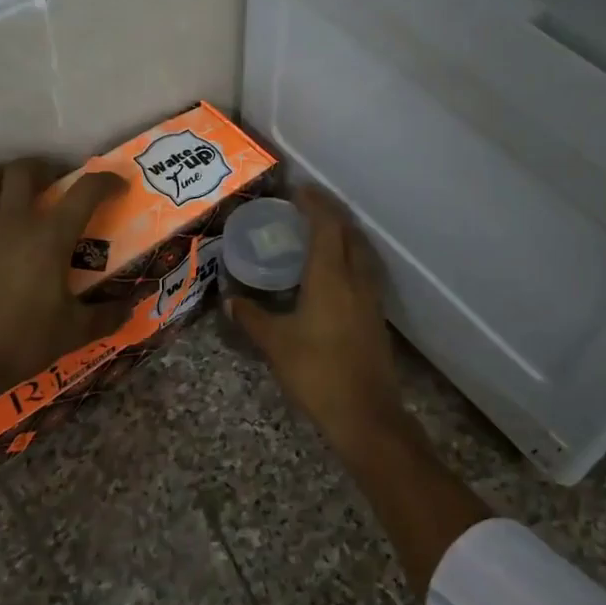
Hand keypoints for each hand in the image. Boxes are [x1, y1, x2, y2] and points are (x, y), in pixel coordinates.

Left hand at [0, 158, 129, 411]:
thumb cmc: (21, 343)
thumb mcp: (75, 332)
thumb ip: (108, 316)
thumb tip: (133, 307)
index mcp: (50, 237)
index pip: (86, 191)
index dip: (106, 181)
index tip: (116, 186)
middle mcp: (12, 221)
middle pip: (24, 170)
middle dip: (43, 168)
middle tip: (52, 184)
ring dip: (0, 177)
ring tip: (9, 191)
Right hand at [228, 187, 403, 439]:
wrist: (366, 414)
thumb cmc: (317, 372)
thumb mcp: (276, 344)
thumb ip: (251, 317)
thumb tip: (229, 301)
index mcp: (331, 276)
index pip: (327, 225)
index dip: (314, 203)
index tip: (297, 190)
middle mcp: (356, 278)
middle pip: (348, 232)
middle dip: (329, 214)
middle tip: (304, 208)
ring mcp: (371, 297)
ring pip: (361, 251)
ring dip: (342, 235)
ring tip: (318, 234)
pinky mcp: (376, 316)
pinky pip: (364, 271)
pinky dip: (349, 257)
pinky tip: (333, 273)